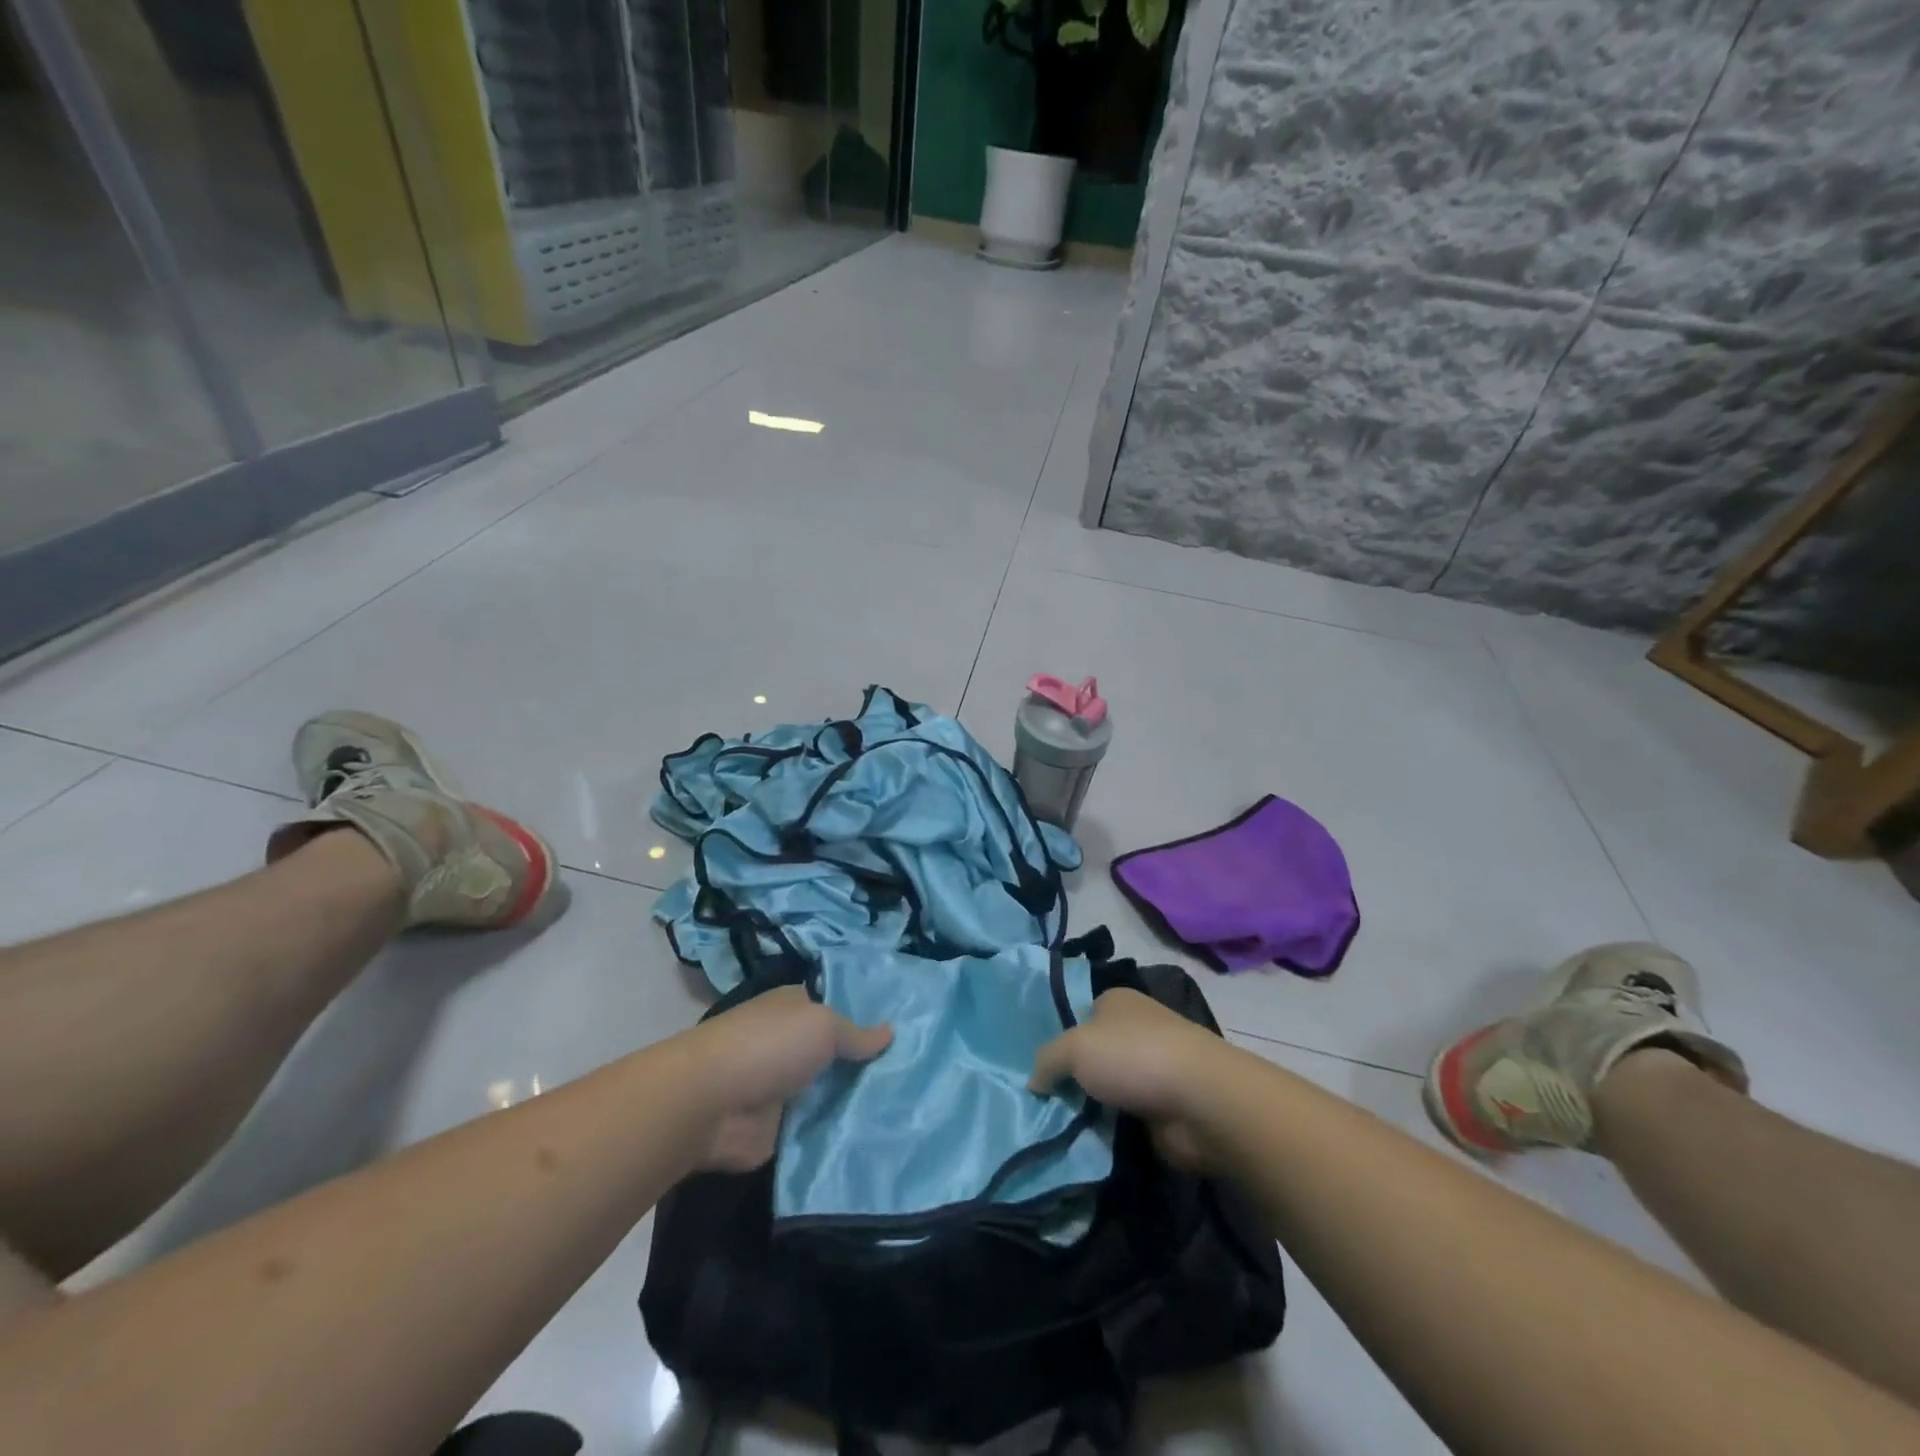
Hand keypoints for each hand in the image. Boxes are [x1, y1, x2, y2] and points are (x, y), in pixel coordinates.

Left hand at [682, 985, 891, 1171]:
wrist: (710, 1104)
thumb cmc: (768, 1046)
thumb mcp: (823, 1026)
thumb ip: (856, 1035)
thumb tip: (890, 1033)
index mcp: (795, 1008)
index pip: (837, 1007)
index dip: (867, 1017)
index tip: (907, 1031)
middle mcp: (790, 1044)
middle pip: (837, 1053)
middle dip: (868, 1064)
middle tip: (918, 1075)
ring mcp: (784, 1088)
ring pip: (831, 1092)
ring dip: (857, 1102)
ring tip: (910, 1111)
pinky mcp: (779, 1129)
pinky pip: (819, 1130)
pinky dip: (840, 1135)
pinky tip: (879, 1139)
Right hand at [1029, 989, 1222, 1170]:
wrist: (1201, 1101)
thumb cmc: (1133, 1057)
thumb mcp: (1073, 1048)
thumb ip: (1046, 1061)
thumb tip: (1033, 1082)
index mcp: (1116, 1000)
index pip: (1080, 1016)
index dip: (1060, 1040)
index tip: (1039, 1070)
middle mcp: (1137, 1028)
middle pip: (1094, 1053)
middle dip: (1074, 1077)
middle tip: (1044, 1103)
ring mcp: (1154, 1067)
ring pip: (1109, 1087)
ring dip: (1092, 1106)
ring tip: (1060, 1126)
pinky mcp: (1166, 1106)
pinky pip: (1127, 1116)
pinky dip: (1112, 1128)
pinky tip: (1090, 1141)